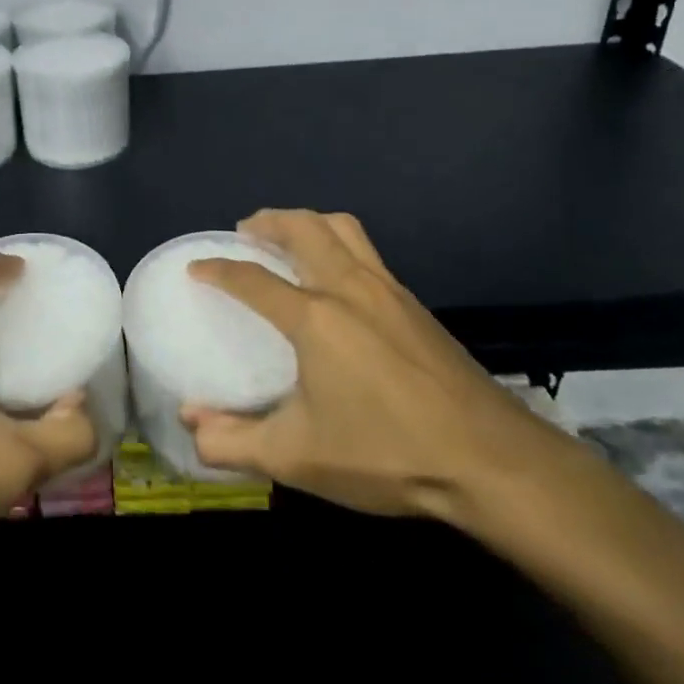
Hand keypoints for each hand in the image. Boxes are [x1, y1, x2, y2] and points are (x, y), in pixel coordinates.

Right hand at [183, 209, 558, 524]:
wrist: (493, 462)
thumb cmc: (387, 453)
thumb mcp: (298, 457)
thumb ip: (234, 441)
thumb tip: (190, 425)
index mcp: (314, 317)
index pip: (252, 279)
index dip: (217, 269)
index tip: (196, 267)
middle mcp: (349, 288)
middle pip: (304, 227)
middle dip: (268, 221)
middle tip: (246, 232)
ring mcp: (389, 291)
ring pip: (343, 229)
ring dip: (307, 223)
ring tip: (288, 241)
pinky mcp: (416, 306)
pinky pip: (367, 252)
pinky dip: (338, 244)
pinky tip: (336, 281)